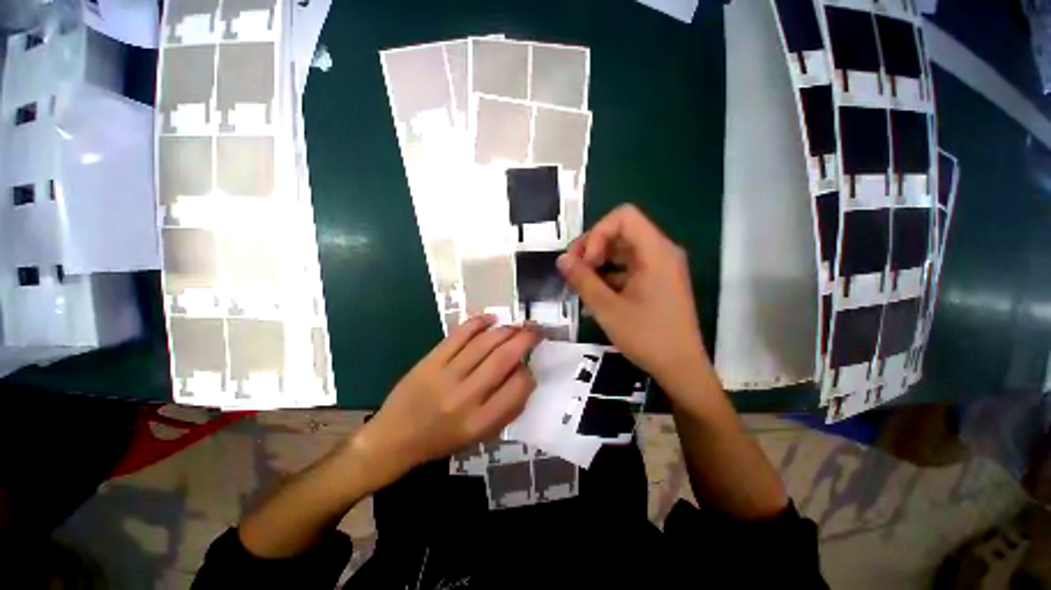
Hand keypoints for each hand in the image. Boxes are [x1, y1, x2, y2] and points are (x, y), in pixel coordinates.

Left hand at [351, 316, 539, 485]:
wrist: (393, 439)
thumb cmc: (441, 441)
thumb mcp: (478, 437)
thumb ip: (505, 409)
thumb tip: (524, 375)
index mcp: (480, 422)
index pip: (517, 389)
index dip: (529, 373)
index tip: (529, 366)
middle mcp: (465, 397)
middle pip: (503, 359)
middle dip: (524, 340)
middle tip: (535, 330)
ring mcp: (445, 376)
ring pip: (483, 343)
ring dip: (505, 330)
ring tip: (516, 325)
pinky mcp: (430, 361)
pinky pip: (458, 336)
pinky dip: (477, 323)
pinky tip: (490, 318)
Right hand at [557, 204, 709, 394]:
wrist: (681, 368)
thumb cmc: (647, 337)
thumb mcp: (607, 308)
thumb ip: (582, 280)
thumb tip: (561, 259)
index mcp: (655, 252)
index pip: (623, 217)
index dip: (598, 233)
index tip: (586, 261)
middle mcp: (660, 252)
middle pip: (620, 232)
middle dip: (593, 248)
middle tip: (574, 272)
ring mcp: (659, 267)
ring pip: (621, 250)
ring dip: (597, 263)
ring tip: (581, 285)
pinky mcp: (655, 281)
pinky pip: (627, 267)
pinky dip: (608, 276)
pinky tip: (594, 296)